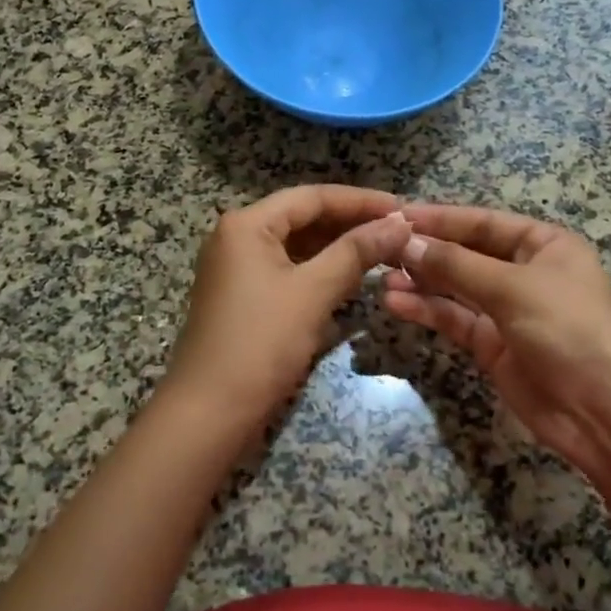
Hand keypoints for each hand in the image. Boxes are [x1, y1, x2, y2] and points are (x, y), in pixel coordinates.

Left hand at [165, 185, 411, 426]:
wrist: (208, 413)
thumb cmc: (261, 343)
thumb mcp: (313, 292)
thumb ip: (357, 252)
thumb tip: (400, 222)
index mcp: (247, 224)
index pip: (312, 197)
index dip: (360, 200)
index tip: (402, 207)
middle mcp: (238, 236)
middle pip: (303, 217)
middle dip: (351, 223)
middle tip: (398, 230)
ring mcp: (237, 267)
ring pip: (297, 245)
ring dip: (338, 247)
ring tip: (384, 250)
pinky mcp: (243, 296)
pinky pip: (288, 269)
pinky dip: (320, 269)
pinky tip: (352, 276)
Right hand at [382, 203, 610, 468]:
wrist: (604, 415)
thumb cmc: (569, 330)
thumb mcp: (513, 288)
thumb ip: (456, 264)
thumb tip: (407, 241)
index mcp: (543, 244)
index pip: (483, 222)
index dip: (441, 218)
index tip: (397, 215)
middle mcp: (524, 271)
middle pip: (466, 253)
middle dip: (426, 250)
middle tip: (380, 246)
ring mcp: (507, 310)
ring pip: (455, 287)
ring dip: (421, 282)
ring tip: (382, 277)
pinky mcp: (493, 345)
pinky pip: (454, 318)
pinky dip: (427, 310)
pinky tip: (396, 304)